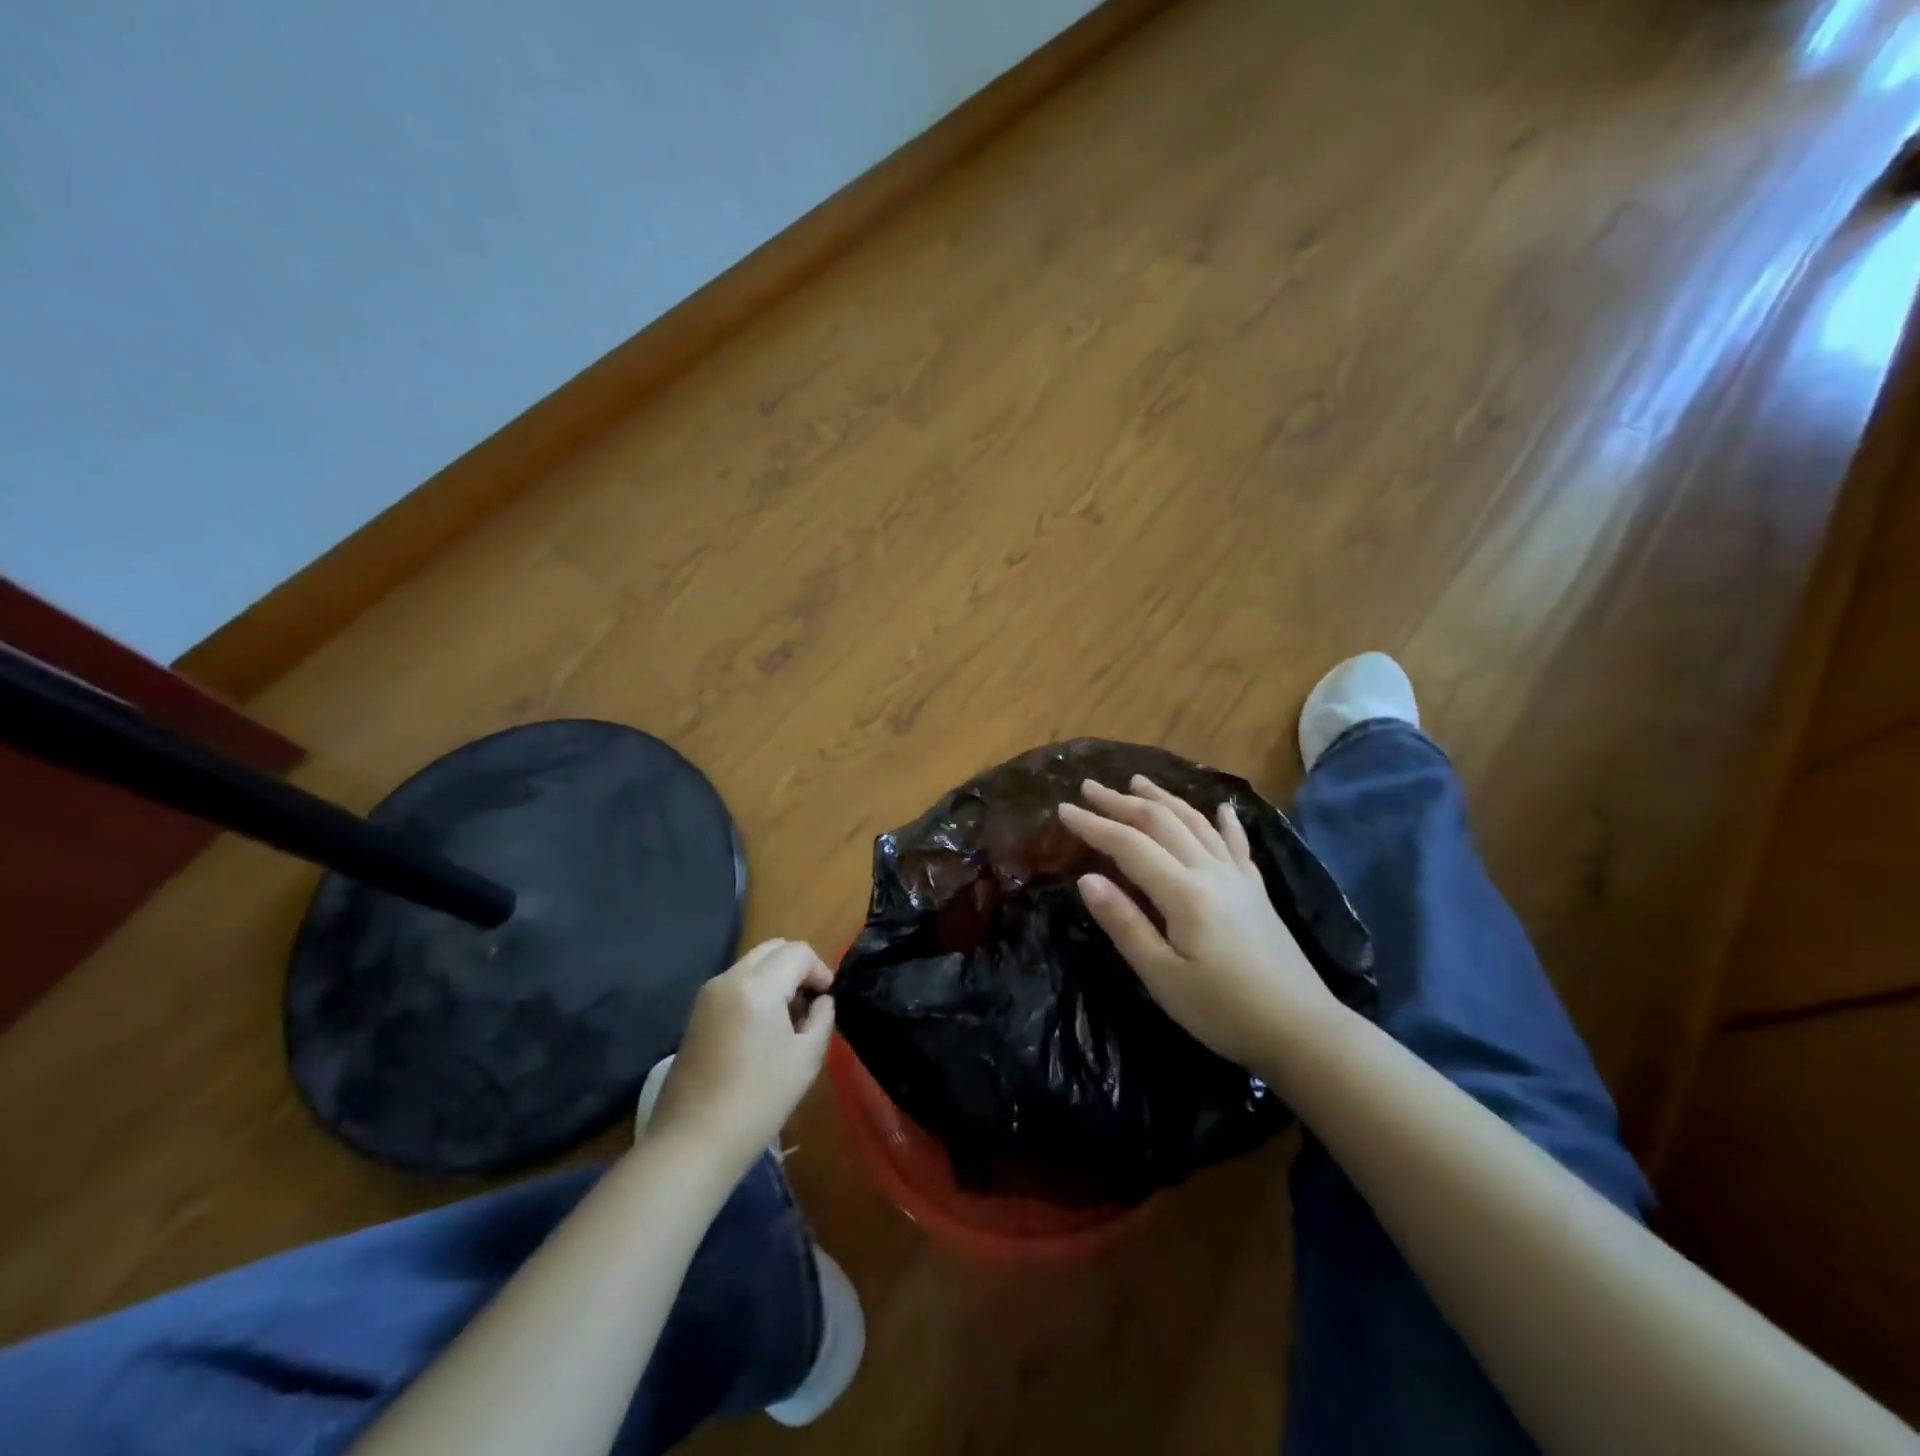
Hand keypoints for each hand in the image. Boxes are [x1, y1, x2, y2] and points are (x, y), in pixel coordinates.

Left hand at [646, 939, 834, 1175]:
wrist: (693, 1142)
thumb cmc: (758, 1099)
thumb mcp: (806, 1058)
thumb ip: (822, 1018)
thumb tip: (821, 1000)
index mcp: (757, 985)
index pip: (798, 952)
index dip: (820, 969)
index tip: (827, 1000)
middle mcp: (729, 979)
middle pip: (773, 948)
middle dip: (798, 966)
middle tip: (811, 1002)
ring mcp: (707, 995)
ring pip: (752, 964)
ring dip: (776, 977)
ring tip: (789, 1018)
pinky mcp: (696, 1014)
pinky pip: (735, 984)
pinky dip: (756, 990)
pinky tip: (762, 1029)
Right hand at [1058, 776, 1344, 1072]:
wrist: (1302, 1031)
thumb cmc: (1222, 1010)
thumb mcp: (1162, 977)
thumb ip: (1124, 923)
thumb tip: (1087, 879)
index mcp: (1183, 892)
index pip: (1129, 845)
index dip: (1094, 825)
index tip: (1063, 809)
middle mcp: (1210, 872)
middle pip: (1161, 823)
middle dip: (1121, 802)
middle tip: (1089, 787)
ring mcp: (1238, 877)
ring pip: (1196, 823)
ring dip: (1164, 799)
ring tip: (1137, 782)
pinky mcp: (1257, 890)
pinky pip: (1236, 844)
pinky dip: (1224, 822)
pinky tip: (1221, 808)